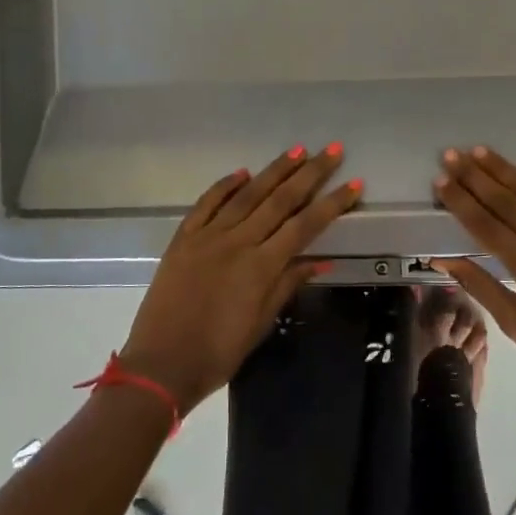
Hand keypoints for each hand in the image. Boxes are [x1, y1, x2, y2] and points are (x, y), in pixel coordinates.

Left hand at [120, 144, 361, 414]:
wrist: (161, 364)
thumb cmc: (218, 352)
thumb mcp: (261, 323)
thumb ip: (288, 286)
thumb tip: (320, 261)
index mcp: (261, 267)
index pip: (305, 226)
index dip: (332, 203)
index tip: (354, 184)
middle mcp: (238, 242)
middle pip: (280, 200)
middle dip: (310, 174)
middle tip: (332, 150)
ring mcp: (208, 236)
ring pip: (246, 195)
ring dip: (274, 171)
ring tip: (297, 151)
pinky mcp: (183, 238)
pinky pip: (206, 204)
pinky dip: (225, 186)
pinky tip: (242, 172)